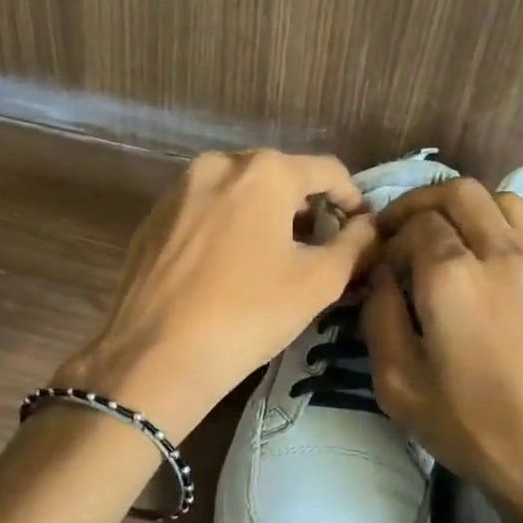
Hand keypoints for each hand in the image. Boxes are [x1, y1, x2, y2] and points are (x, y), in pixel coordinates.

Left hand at [57, 150, 378, 435]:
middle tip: (318, 249)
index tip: (360, 231)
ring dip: (264, 216)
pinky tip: (227, 269)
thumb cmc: (247, 314)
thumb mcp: (317, 283)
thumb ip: (356, 245)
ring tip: (272, 260)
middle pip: (279, 176)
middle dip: (305, 208)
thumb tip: (370, 226)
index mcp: (264, 171)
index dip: (352, 199)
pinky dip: (226, 228)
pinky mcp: (153, 218)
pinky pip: (204, 211)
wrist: (154, 357)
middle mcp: (218, 164)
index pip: (327, 170)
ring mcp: (178, 189)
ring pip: (238, 192)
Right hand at [361, 179, 522, 522]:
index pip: (414, 224)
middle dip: (422, 203)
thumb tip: (380, 280)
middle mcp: (502, 254)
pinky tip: (494, 273)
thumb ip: (379, 319)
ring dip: (468, 210)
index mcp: (452, 277)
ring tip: (450, 242)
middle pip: (460, 192)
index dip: (388, 237)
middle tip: (404, 232)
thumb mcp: (400, 387)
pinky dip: (503, 233)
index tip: (379, 266)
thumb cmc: (479, 432)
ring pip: (504, 202)